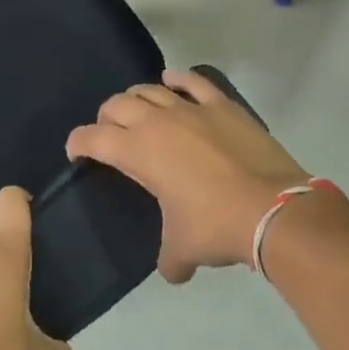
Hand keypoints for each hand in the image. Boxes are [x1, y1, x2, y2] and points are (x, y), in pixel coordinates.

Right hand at [67, 69, 308, 282]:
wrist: (272, 208)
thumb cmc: (216, 225)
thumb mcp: (183, 248)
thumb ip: (169, 257)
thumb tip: (172, 271)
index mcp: (137, 151)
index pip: (93, 138)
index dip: (78, 143)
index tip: (76, 152)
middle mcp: (156, 121)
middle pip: (117, 105)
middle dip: (106, 117)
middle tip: (110, 133)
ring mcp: (190, 108)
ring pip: (150, 89)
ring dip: (137, 98)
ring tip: (138, 110)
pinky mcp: (221, 104)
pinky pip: (192, 81)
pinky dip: (178, 79)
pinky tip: (173, 81)